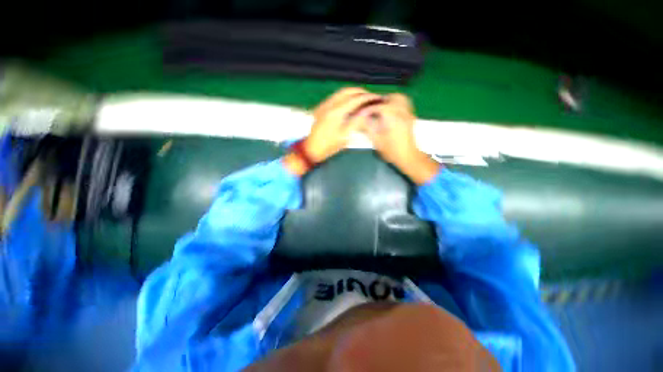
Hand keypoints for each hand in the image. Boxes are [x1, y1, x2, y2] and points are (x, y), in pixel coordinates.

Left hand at [284, 88, 381, 175]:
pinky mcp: (321, 108)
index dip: (367, 98)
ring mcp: (324, 105)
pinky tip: (349, 102)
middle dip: (361, 92)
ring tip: (362, 98)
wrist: (311, 149)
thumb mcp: (344, 136)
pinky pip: (335, 97)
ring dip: (352, 93)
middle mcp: (330, 105)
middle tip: (370, 97)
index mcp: (336, 112)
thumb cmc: (328, 146)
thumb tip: (366, 112)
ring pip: (341, 92)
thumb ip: (356, 122)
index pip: (355, 99)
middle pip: (348, 91)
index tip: (376, 99)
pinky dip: (344, 96)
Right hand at [364, 94, 439, 184]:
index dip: (368, 109)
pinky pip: (405, 103)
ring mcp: (408, 114)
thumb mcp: (377, 141)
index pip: (379, 107)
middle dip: (379, 101)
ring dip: (389, 100)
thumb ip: (369, 128)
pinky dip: (396, 102)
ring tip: (380, 108)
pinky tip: (390, 110)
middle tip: (371, 109)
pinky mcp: (410, 116)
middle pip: (392, 98)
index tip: (361, 113)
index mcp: (393, 119)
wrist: (408, 157)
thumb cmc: (392, 151)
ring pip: (400, 98)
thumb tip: (362, 118)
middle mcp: (402, 113)